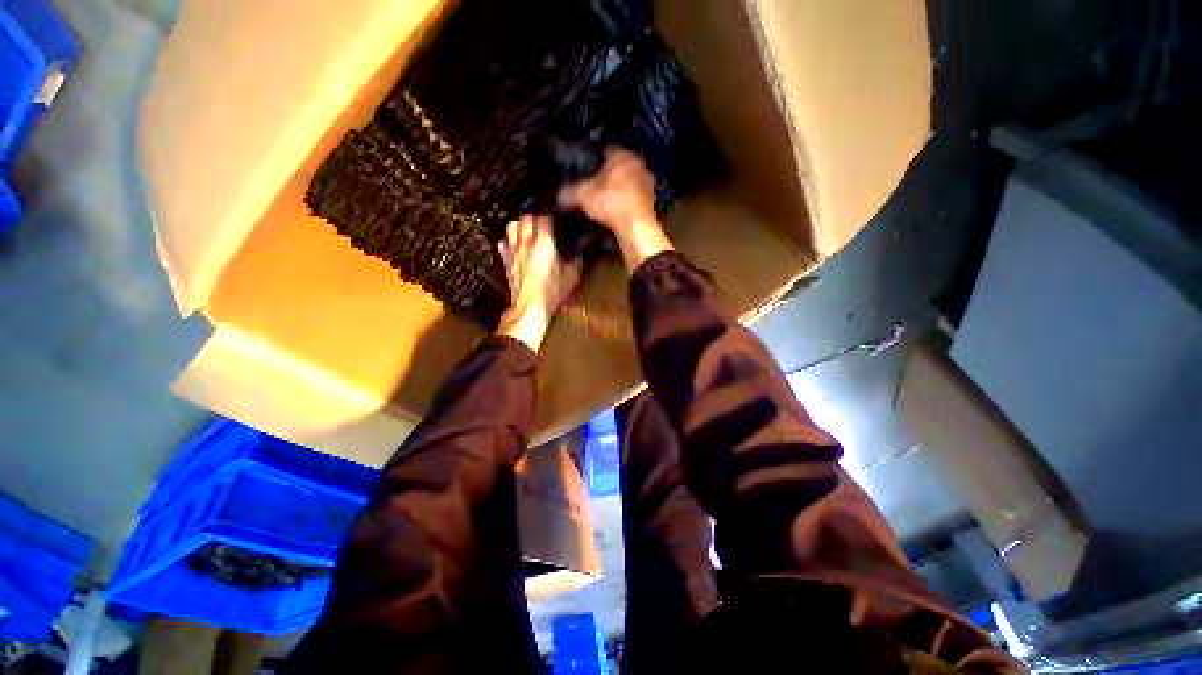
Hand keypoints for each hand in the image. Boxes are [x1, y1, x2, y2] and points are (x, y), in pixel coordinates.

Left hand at [497, 214, 582, 351]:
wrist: (530, 307)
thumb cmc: (552, 292)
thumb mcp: (572, 276)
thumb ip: (576, 261)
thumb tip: (579, 253)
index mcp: (544, 243)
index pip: (544, 218)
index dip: (551, 217)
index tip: (556, 221)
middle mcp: (527, 242)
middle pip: (525, 217)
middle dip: (534, 218)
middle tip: (542, 224)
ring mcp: (514, 251)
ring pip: (511, 226)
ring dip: (519, 226)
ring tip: (527, 231)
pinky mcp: (506, 262)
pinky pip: (503, 243)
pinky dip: (508, 241)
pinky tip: (515, 246)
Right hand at [558, 147, 674, 270]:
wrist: (636, 227)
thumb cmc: (610, 203)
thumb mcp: (583, 196)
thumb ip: (569, 192)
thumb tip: (557, 194)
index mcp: (621, 155)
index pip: (606, 149)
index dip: (595, 158)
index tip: (587, 167)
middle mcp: (638, 163)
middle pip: (619, 165)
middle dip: (609, 173)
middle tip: (596, 183)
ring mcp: (647, 182)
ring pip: (630, 180)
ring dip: (621, 187)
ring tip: (607, 198)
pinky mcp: (652, 200)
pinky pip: (636, 196)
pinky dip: (628, 201)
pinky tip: (619, 210)